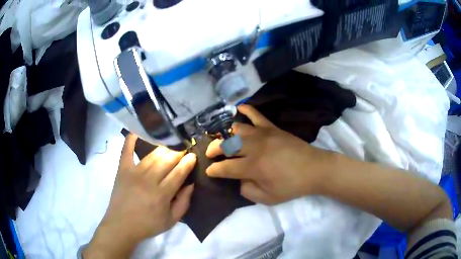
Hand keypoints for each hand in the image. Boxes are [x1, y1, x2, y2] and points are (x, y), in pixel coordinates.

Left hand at [83, 135, 195, 257]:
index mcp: (162, 194)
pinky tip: (137, 131)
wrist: (122, 225)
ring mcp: (134, 172)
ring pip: (152, 155)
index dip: (188, 162)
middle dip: (178, 152)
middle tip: (184, 148)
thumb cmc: (148, 225)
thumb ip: (184, 202)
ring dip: (164, 148)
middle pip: (167, 160)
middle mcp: (149, 180)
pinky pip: (127, 150)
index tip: (193, 155)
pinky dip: (131, 139)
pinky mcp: (122, 169)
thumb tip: (191, 184)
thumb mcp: (171, 220)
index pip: (179, 172)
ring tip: (171, 143)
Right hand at [206, 105, 331, 204]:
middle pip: (226, 145)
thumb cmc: (292, 186)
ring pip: (237, 129)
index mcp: (253, 167)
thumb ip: (248, 191)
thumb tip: (240, 180)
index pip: (225, 167)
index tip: (209, 171)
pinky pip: (257, 115)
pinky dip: (247, 110)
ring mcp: (263, 134)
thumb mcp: (268, 198)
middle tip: (210, 154)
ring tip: (223, 139)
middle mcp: (254, 148)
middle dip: (214, 149)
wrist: (314, 169)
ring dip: (226, 134)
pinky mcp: (272, 128)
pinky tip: (239, 108)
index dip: (214, 170)